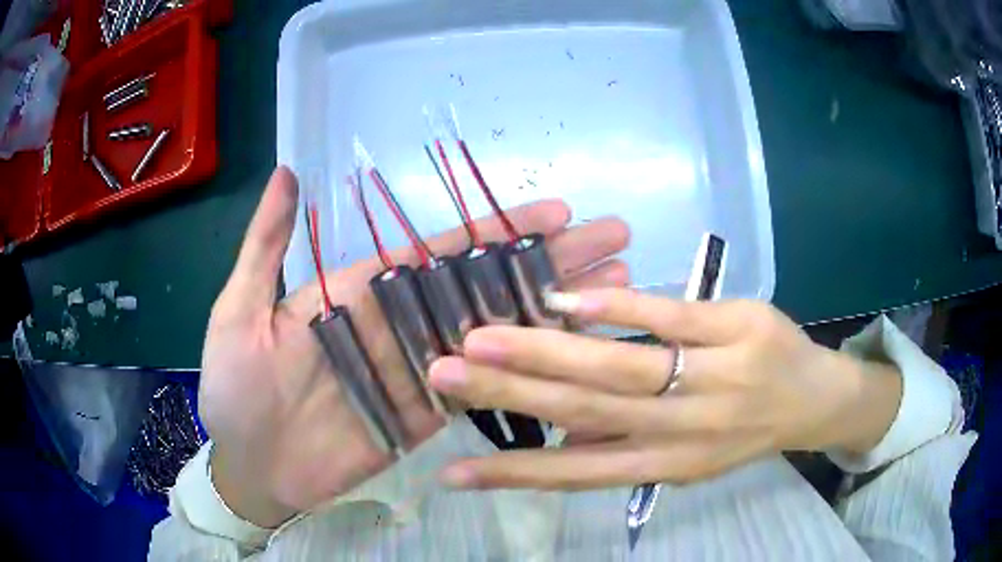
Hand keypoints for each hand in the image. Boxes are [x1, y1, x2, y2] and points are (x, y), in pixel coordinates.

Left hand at [199, 167, 630, 525]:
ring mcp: (418, 372)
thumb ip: (266, 247)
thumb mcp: (238, 311)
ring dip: (554, 310)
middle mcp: (398, 323)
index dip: (500, 230)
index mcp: (357, 290)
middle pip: (486, 285)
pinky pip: (483, 387)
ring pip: (496, 332)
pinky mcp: (425, 416)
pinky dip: (527, 367)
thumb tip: (287, 174)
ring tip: (614, 289)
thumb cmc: (235, 390)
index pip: (441, 251)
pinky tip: (571, 350)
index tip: (558, 211)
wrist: (248, 467)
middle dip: (552, 262)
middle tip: (613, 241)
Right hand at [429, 290, 901, 489]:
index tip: (452, 473)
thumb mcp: (687, 453)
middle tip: (444, 373)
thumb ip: (625, 443)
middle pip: (586, 414)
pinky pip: (671, 317)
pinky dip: (616, 308)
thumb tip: (558, 440)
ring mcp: (715, 376)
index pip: (578, 475)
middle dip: (509, 396)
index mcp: (668, 462)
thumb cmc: (745, 426)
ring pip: (620, 368)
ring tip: (483, 339)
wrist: (816, 399)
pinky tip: (564, 301)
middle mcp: (685, 429)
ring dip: (545, 353)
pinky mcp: (737, 328)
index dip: (513, 475)